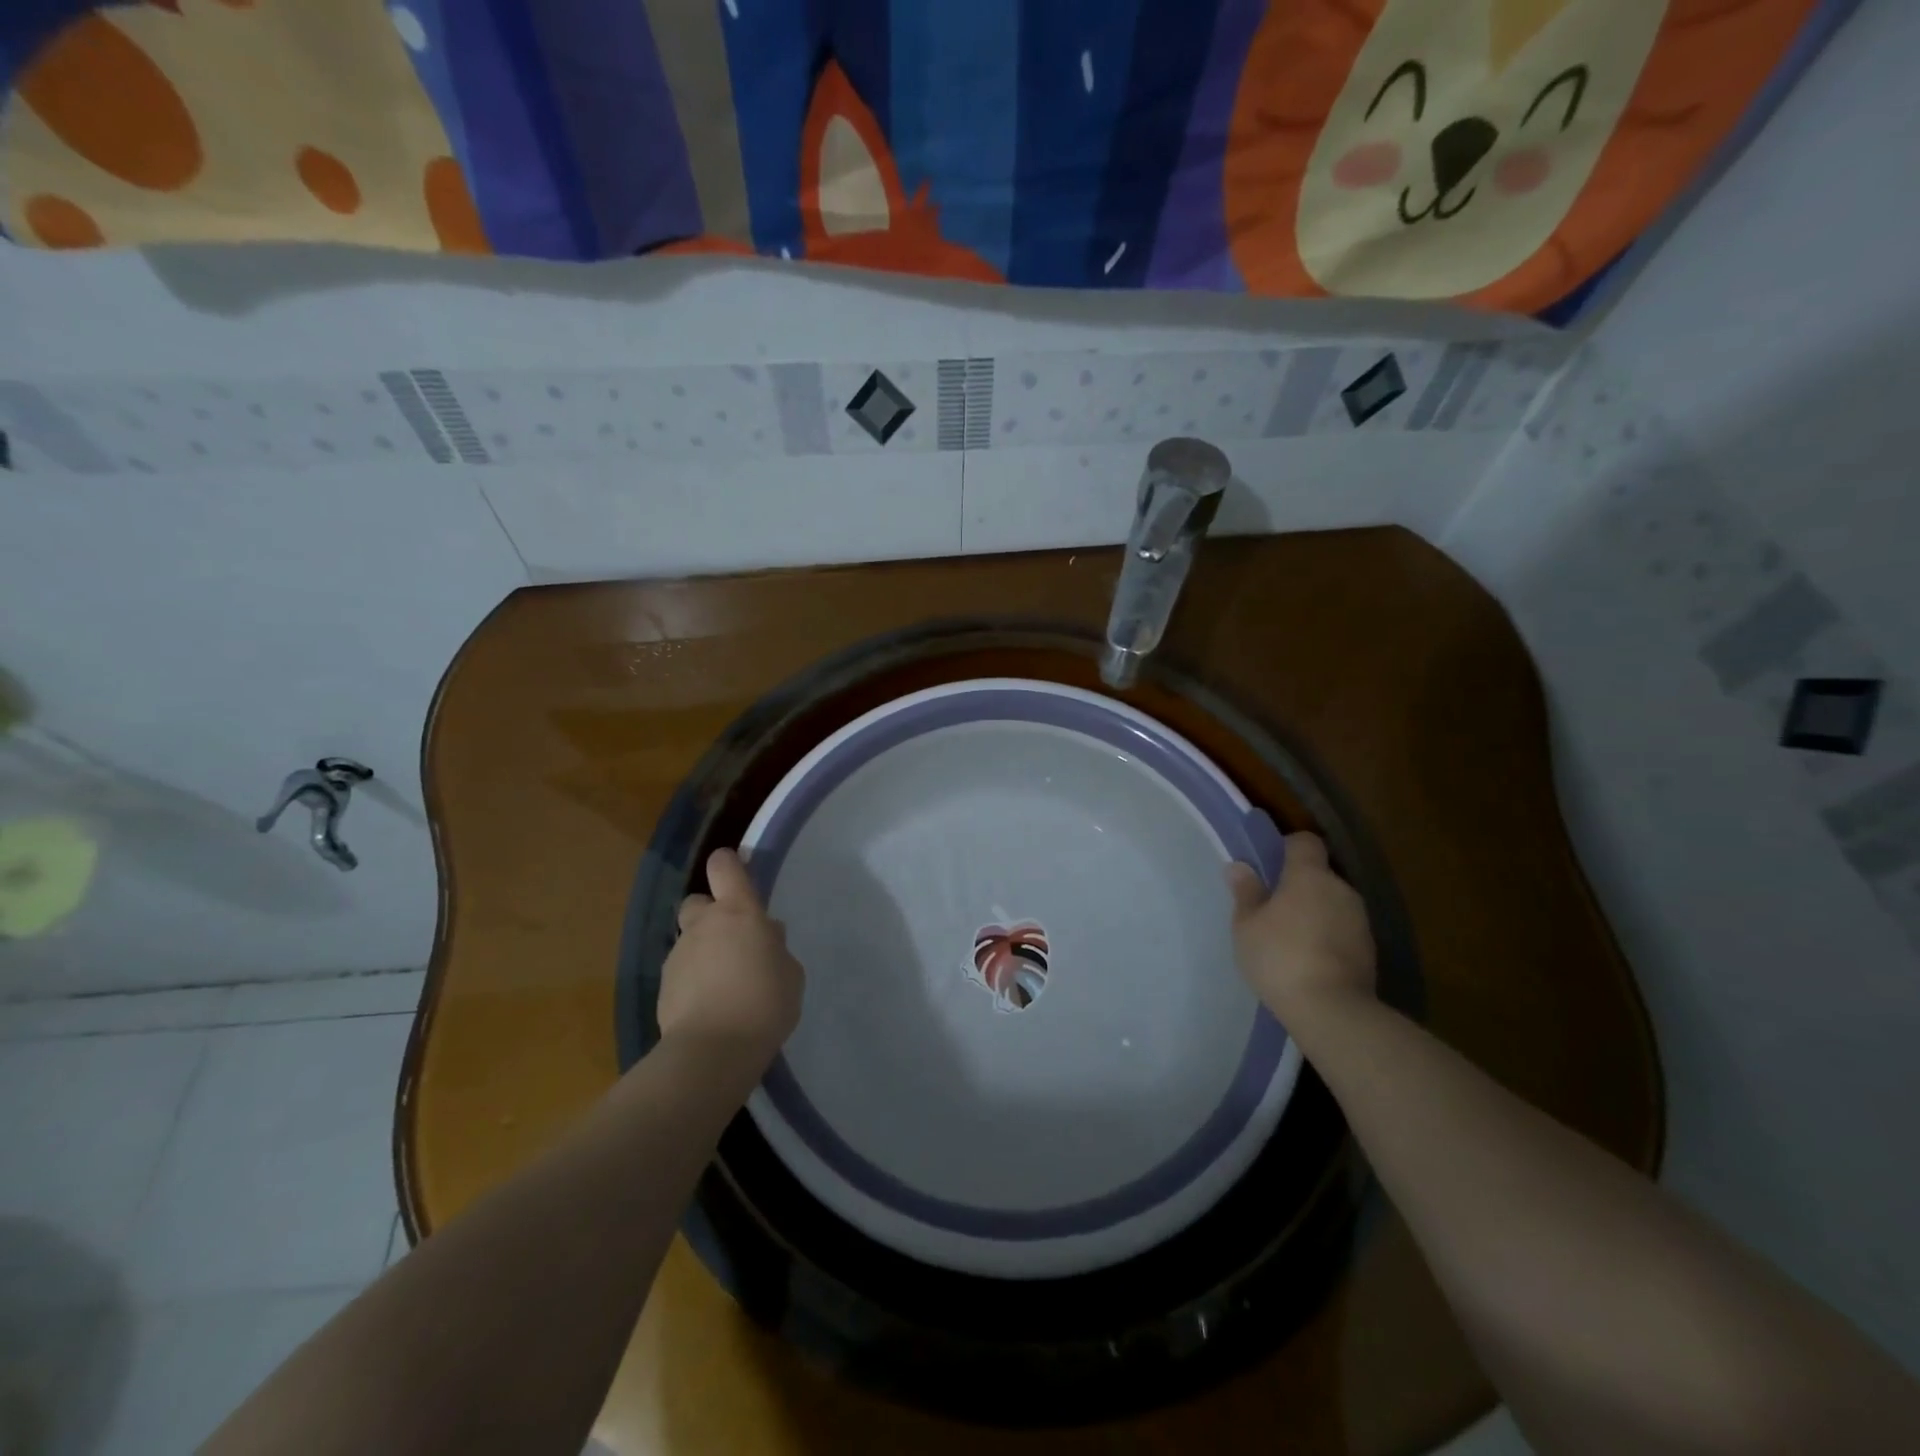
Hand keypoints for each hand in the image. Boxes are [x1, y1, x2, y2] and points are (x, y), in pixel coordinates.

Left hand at [658, 849, 804, 1069]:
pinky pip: (681, 972)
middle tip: (732, 940)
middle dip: (711, 913)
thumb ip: (776, 948)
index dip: (729, 864)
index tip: (739, 875)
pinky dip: (693, 981)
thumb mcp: (790, 973)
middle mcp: (703, 924)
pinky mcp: (663, 986)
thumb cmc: (765, 1002)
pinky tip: (709, 1006)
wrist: (713, 1050)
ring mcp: (679, 955)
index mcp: (738, 912)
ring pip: (689, 940)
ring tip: (724, 983)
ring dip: (703, 951)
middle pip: (698, 901)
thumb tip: (765, 936)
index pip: (725, 866)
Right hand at [1227, 832, 1375, 1025]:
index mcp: (1310, 875)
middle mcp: (1341, 889)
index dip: (1287, 847)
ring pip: (1332, 903)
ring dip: (1314, 912)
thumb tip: (1240, 866)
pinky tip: (1309, 960)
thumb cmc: (1280, 956)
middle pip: (1319, 875)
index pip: (1305, 842)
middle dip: (1298, 886)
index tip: (1269, 866)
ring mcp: (1360, 920)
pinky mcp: (1369, 950)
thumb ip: (1246, 892)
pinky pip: (1343, 930)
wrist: (1331, 1010)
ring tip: (1289, 939)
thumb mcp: (1247, 925)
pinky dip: (1327, 937)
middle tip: (1271, 908)